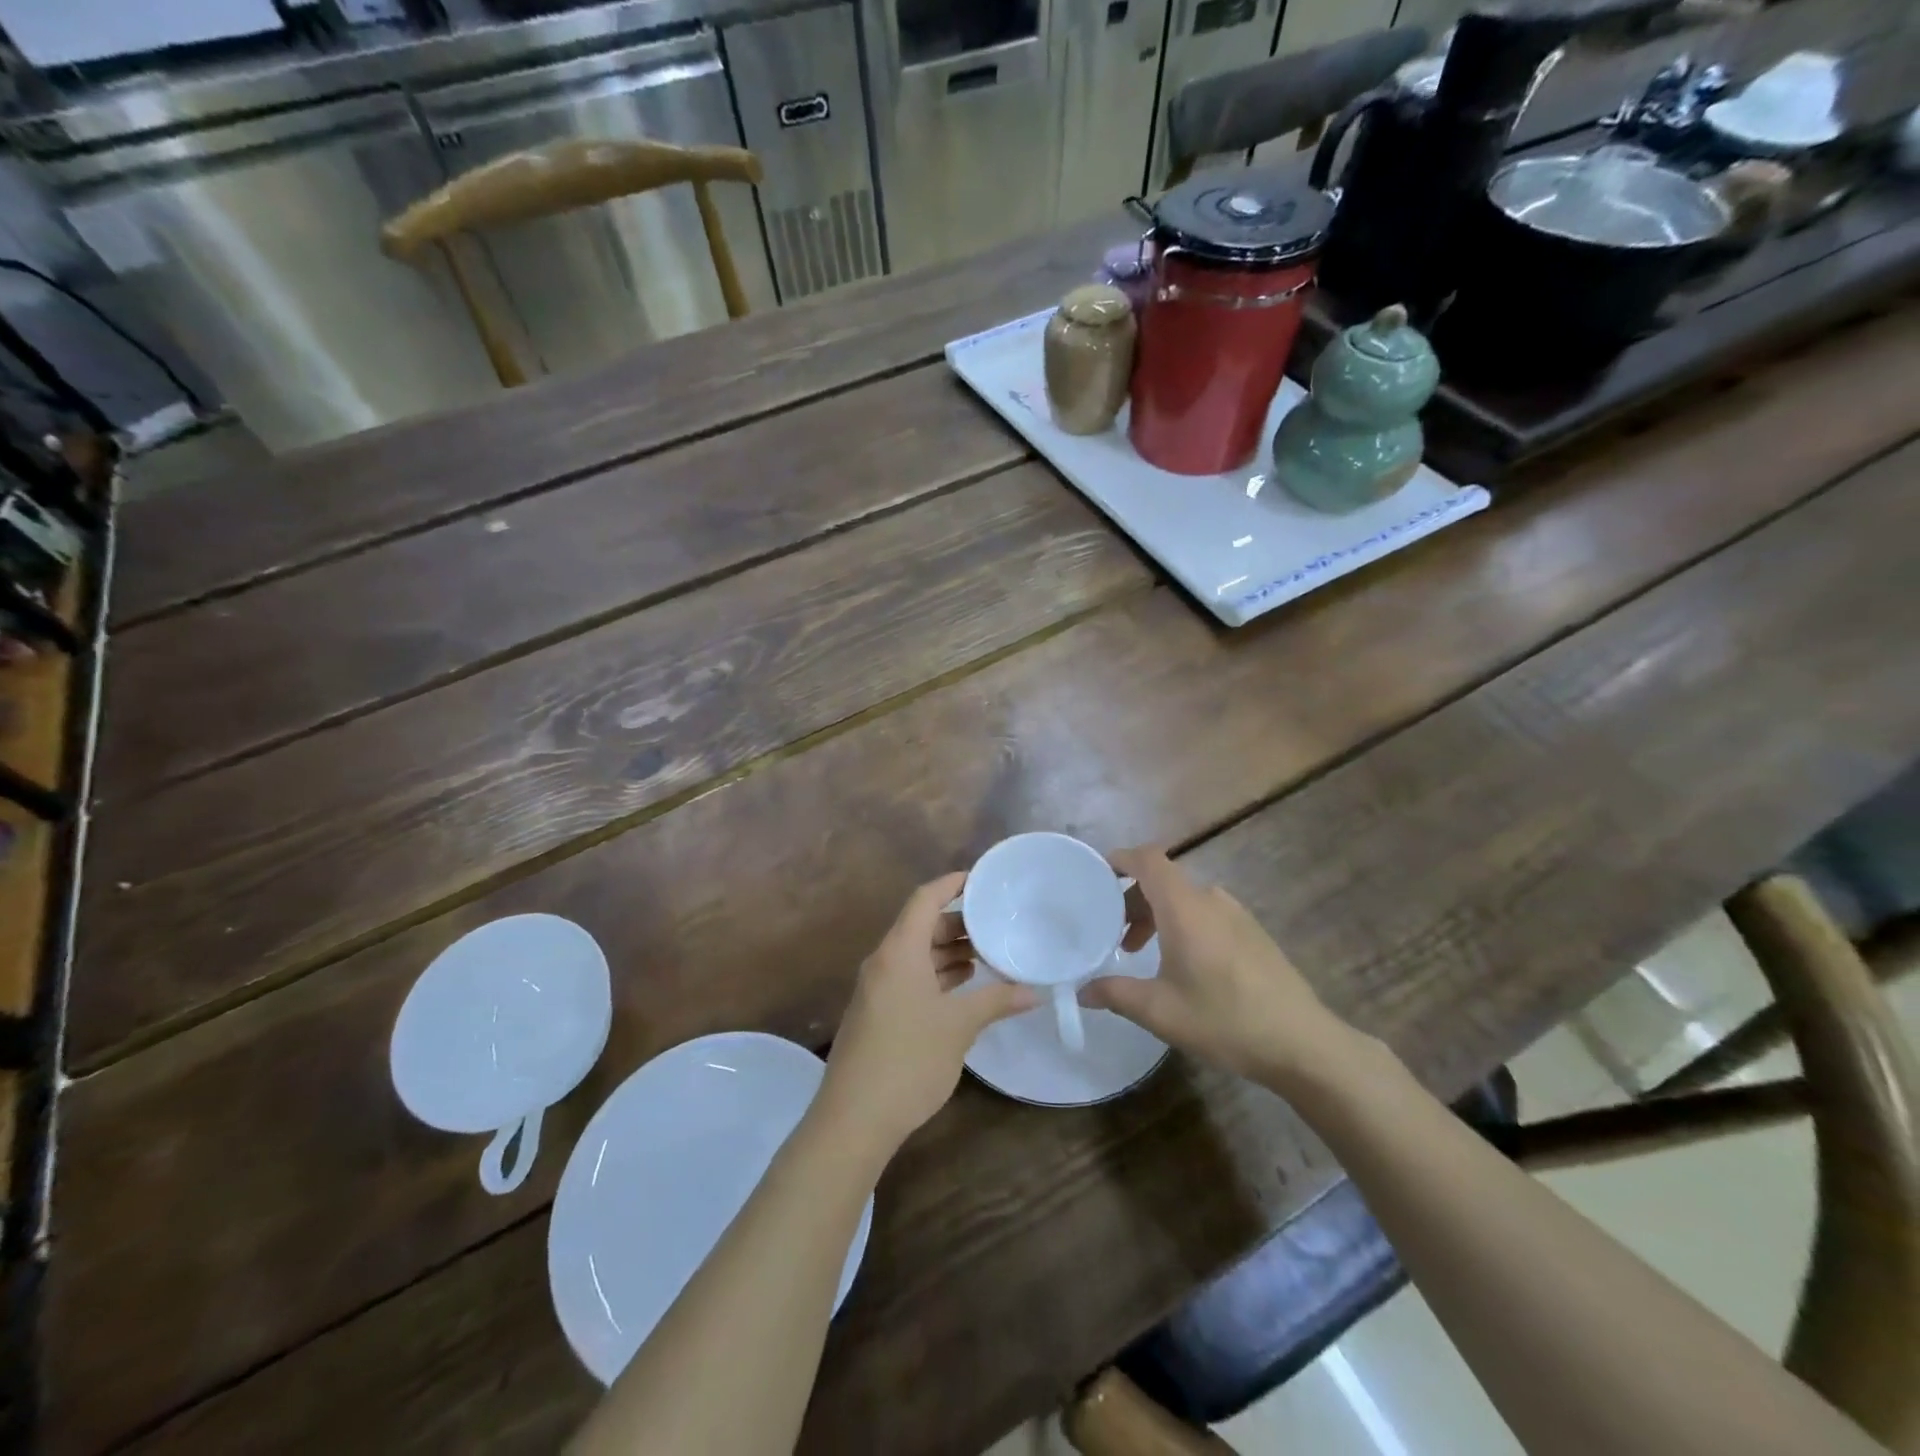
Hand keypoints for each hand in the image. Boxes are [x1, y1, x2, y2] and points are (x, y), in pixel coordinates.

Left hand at [818, 872, 1036, 1154]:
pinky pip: (910, 978)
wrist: (853, 1119)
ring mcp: (877, 989)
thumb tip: (1034, 991)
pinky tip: (964, 987)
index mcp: (899, 952)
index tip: (982, 879)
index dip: (951, 884)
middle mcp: (884, 962)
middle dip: (958, 923)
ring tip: (988, 955)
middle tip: (997, 924)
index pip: (924, 899)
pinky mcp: (877, 1013)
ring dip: (949, 952)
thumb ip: (996, 1001)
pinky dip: (937, 975)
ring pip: (916, 955)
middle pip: (921, 926)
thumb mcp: (959, 1026)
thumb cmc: (908, 1060)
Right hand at [1082, 847, 1357, 1089]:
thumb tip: (1082, 990)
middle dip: (1132, 899)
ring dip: (1157, 915)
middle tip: (1114, 934)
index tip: (1097, 875)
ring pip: (1185, 899)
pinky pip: (1206, 913)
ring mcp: (1236, 914)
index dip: (1121, 858)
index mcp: (1185, 907)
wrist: (1303, 1043)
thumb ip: (1115, 994)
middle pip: (1163, 880)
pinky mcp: (1253, 932)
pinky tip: (1182, 965)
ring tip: (1143, 953)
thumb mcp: (1160, 1012)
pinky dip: (1183, 924)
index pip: (1148, 859)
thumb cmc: (1225, 1020)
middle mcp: (1211, 899)